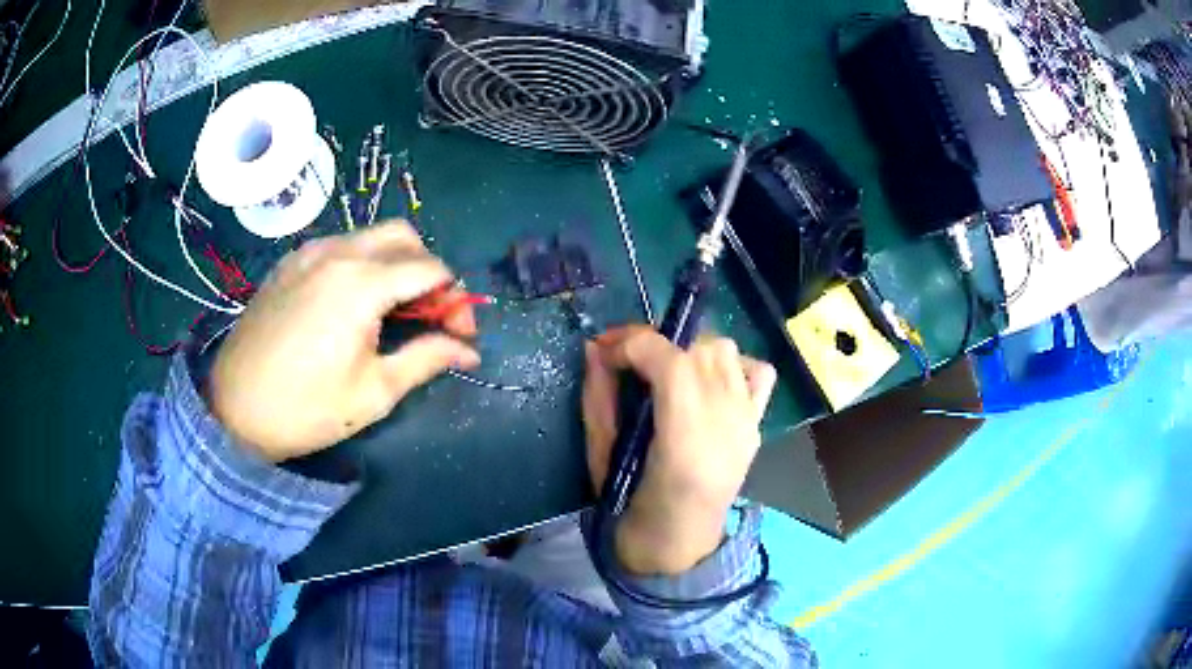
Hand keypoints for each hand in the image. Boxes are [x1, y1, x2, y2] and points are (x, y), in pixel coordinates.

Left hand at [208, 222, 480, 462]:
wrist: (234, 409)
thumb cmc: (306, 408)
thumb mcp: (374, 392)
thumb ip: (427, 359)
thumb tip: (469, 351)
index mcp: (361, 283)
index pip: (430, 269)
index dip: (455, 299)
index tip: (457, 335)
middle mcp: (337, 253)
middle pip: (403, 237)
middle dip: (427, 269)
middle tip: (427, 314)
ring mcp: (308, 253)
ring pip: (369, 236)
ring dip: (394, 262)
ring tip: (391, 310)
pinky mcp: (289, 263)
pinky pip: (338, 246)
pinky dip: (360, 263)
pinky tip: (351, 302)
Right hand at [583, 326, 776, 575]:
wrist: (678, 545)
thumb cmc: (631, 510)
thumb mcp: (602, 457)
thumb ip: (598, 400)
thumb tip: (594, 349)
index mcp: (686, 440)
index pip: (670, 360)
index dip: (631, 345)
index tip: (605, 353)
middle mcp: (727, 422)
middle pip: (699, 347)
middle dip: (656, 345)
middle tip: (627, 362)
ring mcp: (747, 421)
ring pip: (726, 350)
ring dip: (690, 351)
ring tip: (667, 372)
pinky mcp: (757, 424)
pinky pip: (758, 373)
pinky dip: (733, 365)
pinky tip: (710, 382)